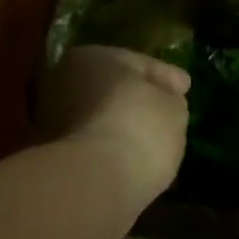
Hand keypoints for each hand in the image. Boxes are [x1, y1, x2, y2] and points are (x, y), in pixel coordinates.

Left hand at [39, 45, 190, 198]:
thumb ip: (170, 98)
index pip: (139, 63)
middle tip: (166, 114)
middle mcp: (64, 81)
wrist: (95, 181)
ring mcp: (53, 120)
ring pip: (100, 118)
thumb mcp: (173, 108)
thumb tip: (165, 100)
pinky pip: (94, 145)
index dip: (167, 76)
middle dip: (137, 100)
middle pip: (113, 89)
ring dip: (123, 126)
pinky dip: (112, 149)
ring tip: (152, 142)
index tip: (186, 88)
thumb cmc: (139, 129)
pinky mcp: (54, 156)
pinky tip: (133, 160)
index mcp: (92, 57)